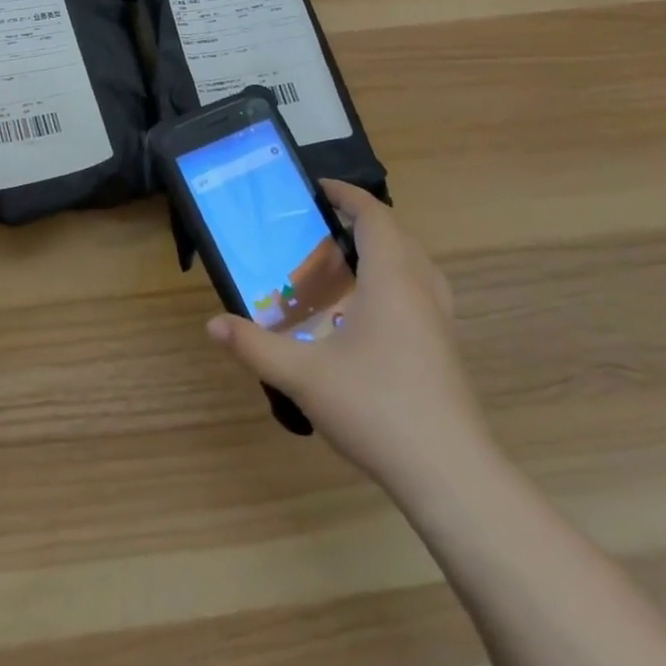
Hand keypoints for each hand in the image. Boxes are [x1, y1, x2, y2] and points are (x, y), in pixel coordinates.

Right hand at [206, 180, 490, 488]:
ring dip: (386, 249)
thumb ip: (255, 346)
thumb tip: (212, 323)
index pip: (374, 217)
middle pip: (398, 235)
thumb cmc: (377, 409)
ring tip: (348, 261)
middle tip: (322, 226)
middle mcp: (421, 291)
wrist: (452, 477)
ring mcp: (441, 322)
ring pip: (418, 264)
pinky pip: (424, 292)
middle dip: (363, 220)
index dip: (347, 195)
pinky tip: (372, 314)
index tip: (317, 188)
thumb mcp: (303, 376)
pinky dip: (399, 280)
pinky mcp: (447, 350)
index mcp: (392, 280)